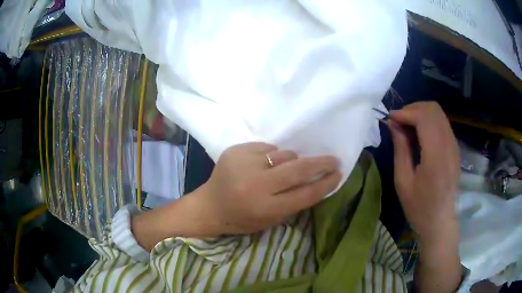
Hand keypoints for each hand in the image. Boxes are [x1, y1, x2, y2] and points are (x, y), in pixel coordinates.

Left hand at [194, 142, 340, 234]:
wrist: (209, 205)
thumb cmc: (241, 218)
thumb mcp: (270, 219)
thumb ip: (294, 201)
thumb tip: (317, 179)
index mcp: (265, 208)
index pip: (305, 194)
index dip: (326, 184)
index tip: (339, 174)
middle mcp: (256, 185)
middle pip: (299, 169)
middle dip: (321, 163)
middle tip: (333, 160)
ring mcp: (245, 164)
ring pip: (284, 155)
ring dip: (290, 161)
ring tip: (278, 171)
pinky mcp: (236, 150)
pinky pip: (267, 147)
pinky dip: (270, 156)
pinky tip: (260, 165)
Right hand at [388, 102, 459, 241]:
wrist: (440, 222)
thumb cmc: (419, 207)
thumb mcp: (403, 182)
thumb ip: (400, 149)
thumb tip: (393, 124)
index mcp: (436, 156)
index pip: (424, 117)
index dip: (406, 112)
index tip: (391, 118)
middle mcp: (449, 146)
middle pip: (433, 109)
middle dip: (413, 108)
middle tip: (399, 121)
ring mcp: (454, 146)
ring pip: (439, 113)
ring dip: (421, 113)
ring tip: (407, 126)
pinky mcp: (455, 148)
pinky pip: (442, 124)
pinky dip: (429, 121)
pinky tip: (419, 134)